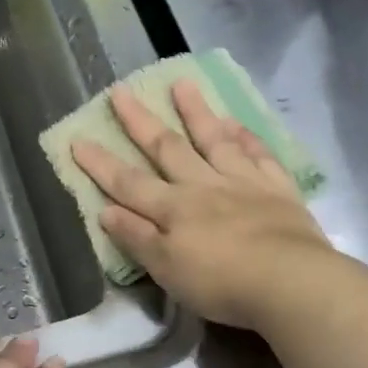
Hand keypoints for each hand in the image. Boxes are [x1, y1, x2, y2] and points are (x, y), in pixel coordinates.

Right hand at [72, 80, 333, 329]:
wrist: (288, 281)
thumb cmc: (221, 283)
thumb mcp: (167, 269)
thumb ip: (137, 238)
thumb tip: (106, 210)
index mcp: (174, 209)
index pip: (128, 183)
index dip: (101, 164)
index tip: (78, 139)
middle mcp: (204, 186)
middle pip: (167, 149)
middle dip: (141, 122)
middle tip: (122, 91)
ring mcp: (243, 183)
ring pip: (214, 140)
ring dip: (196, 112)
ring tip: (182, 84)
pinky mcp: (277, 189)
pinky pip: (258, 154)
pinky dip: (245, 136)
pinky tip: (236, 122)